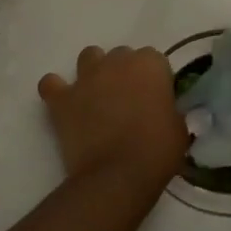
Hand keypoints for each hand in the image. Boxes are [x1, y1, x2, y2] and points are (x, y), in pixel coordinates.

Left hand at [38, 45, 186, 190]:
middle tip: (128, 102)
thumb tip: (161, 109)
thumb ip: (169, 108)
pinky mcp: (62, 98)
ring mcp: (86, 78)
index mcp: (149, 65)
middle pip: (121, 55)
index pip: (154, 60)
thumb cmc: (157, 152)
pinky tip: (64, 103)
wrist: (118, 175)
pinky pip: (51, 84)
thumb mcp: (179, 127)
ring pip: (89, 57)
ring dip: (94, 72)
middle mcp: (116, 62)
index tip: (156, 99)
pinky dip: (56, 90)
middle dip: (125, 73)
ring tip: (98, 97)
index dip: (154, 79)